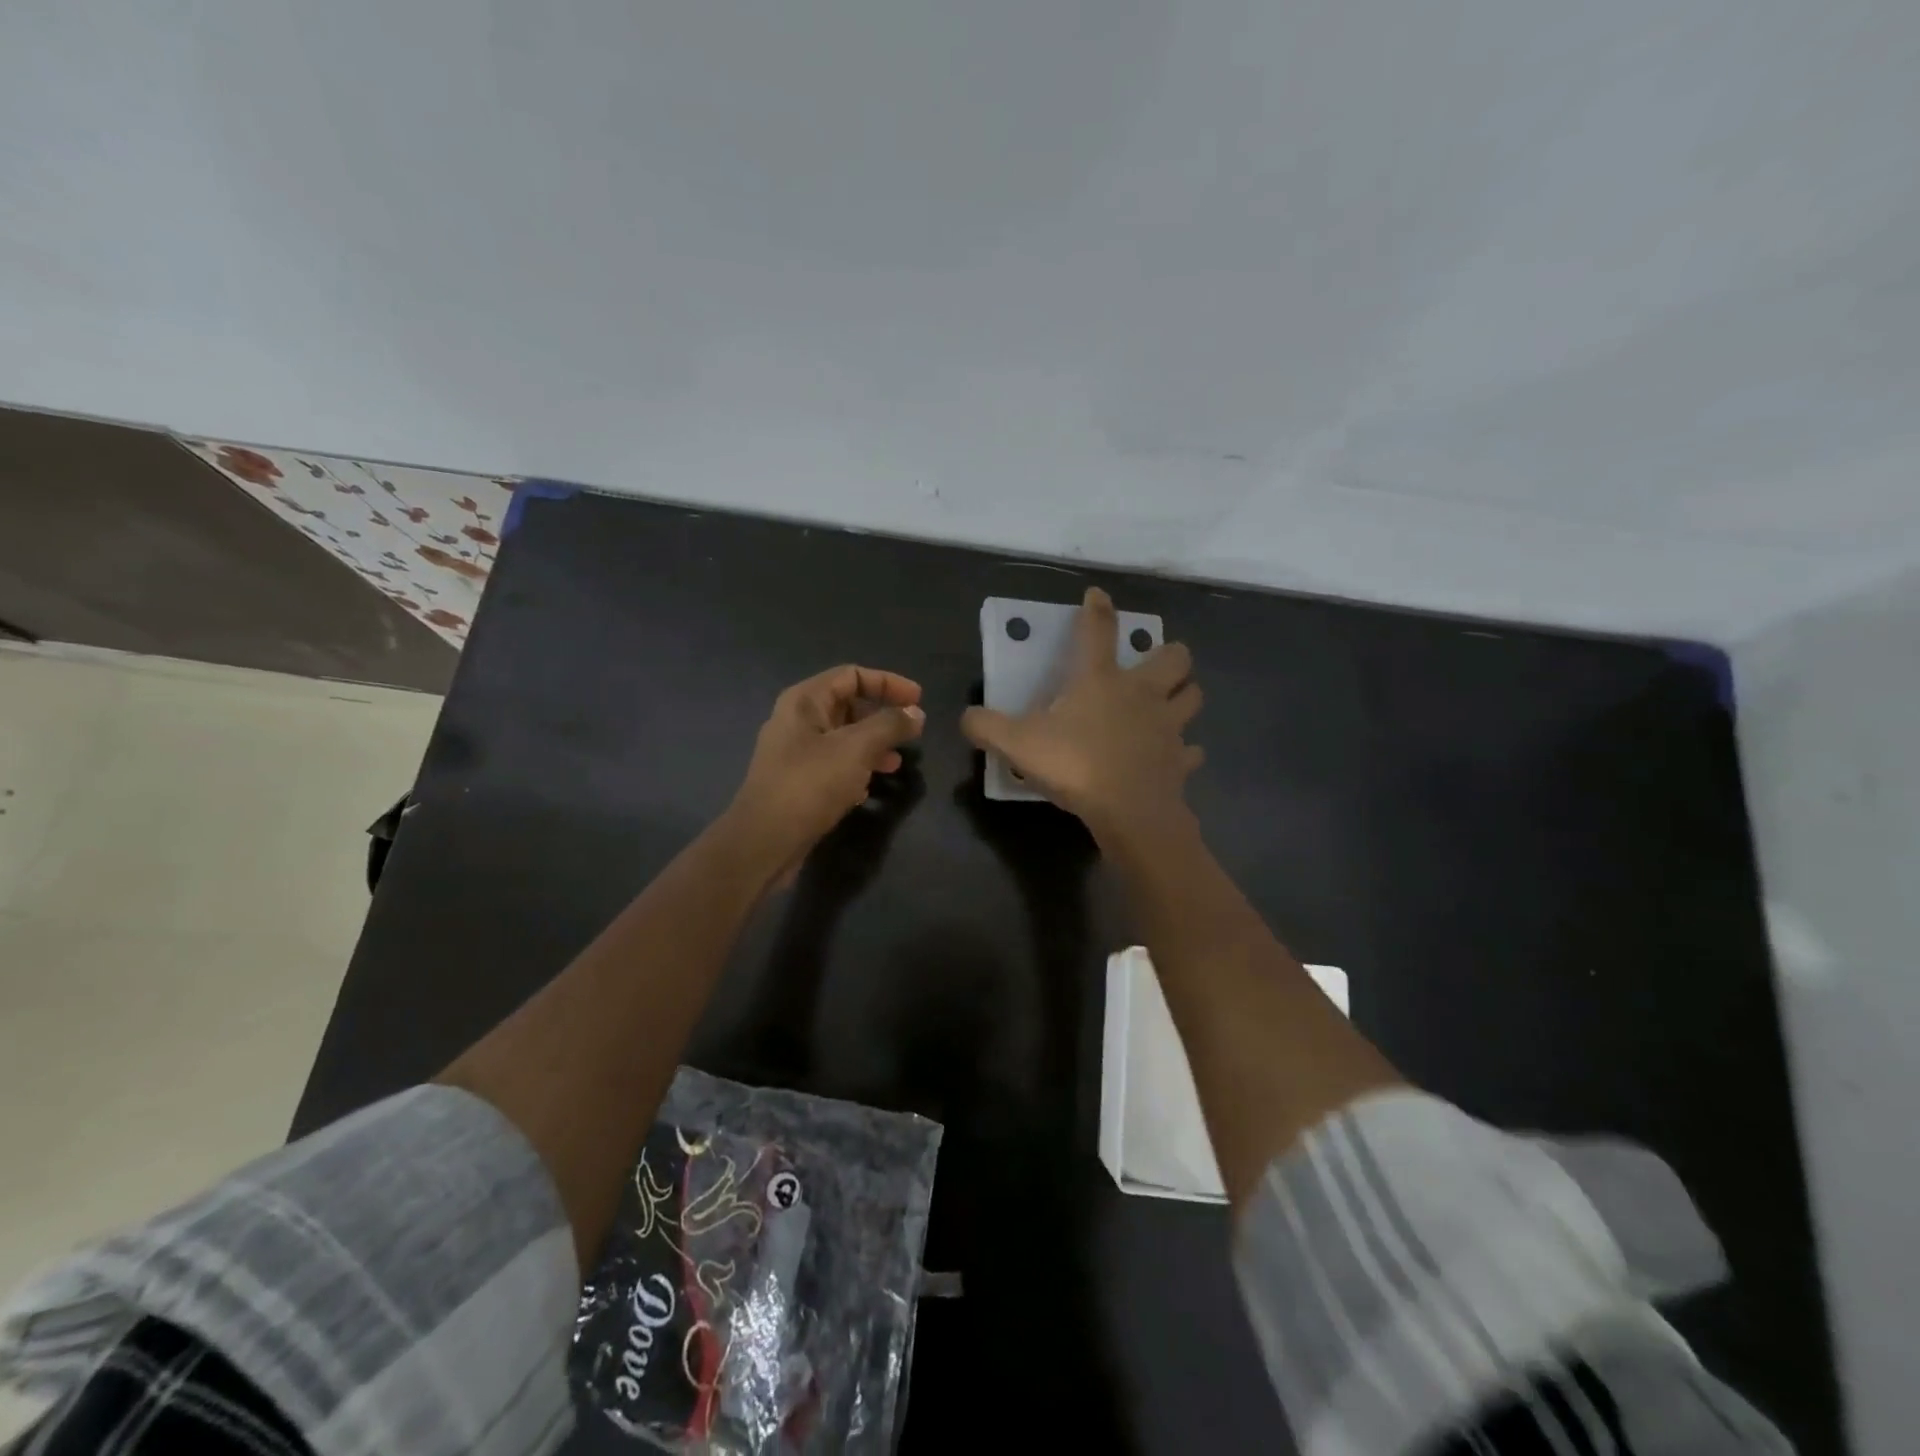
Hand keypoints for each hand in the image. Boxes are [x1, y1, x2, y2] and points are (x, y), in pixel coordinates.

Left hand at [728, 665, 925, 867]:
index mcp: (805, 701)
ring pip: (843, 738)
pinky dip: (856, 770)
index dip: (888, 682)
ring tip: (896, 764)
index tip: (918, 699)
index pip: (852, 675)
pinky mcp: (798, 783)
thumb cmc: (810, 784)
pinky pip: (834, 765)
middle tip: (910, 733)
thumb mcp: (857, 748)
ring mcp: (795, 753)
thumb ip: (890, 725)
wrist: (765, 841)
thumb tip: (916, 713)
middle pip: (848, 705)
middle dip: (882, 716)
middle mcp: (797, 721)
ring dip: (873, 746)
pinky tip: (869, 789)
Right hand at [960, 587, 1202, 845]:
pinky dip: (1184, 751)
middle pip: (1174, 657)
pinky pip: (1191, 750)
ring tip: (1171, 703)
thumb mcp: (1017, 744)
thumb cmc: (1074, 765)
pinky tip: (1174, 756)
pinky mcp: (1180, 760)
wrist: (1128, 810)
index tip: (1097, 595)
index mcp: (1101, 680)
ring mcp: (1168, 726)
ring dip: (1185, 695)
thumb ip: (987, 727)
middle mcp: (1142, 694)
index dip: (1097, 609)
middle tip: (1154, 664)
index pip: (1098, 631)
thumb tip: (966, 718)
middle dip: (1169, 654)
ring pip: (1193, 697)